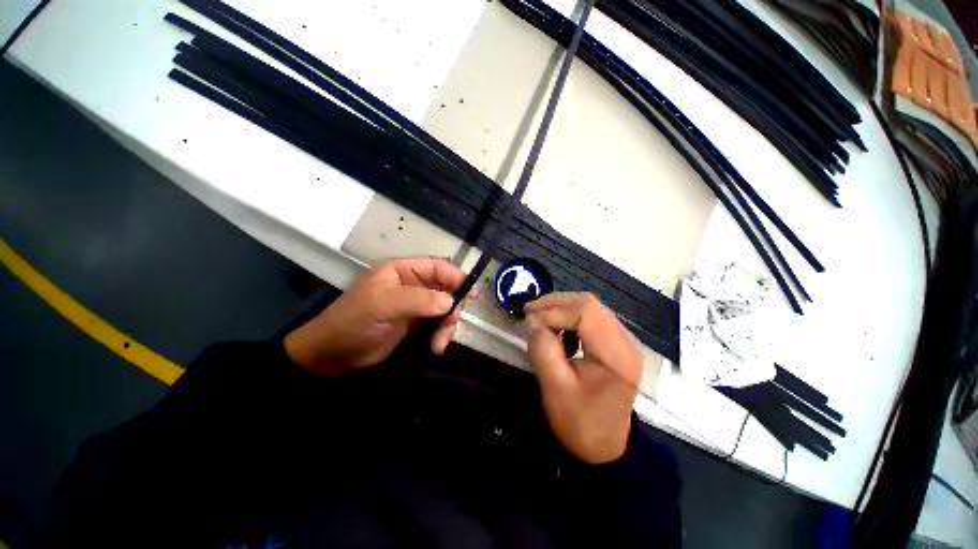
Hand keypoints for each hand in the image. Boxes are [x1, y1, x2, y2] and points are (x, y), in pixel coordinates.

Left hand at [285, 257, 472, 376]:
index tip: (472, 293)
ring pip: (444, 309)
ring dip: (446, 325)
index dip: (456, 277)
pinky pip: (437, 325)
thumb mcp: (384, 305)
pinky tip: (435, 347)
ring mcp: (414, 305)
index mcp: (402, 271)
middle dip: (451, 307)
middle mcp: (411, 285)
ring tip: (439, 343)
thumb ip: (418, 300)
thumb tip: (451, 301)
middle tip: (451, 323)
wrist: (332, 356)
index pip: (436, 267)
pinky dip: (440, 335)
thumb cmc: (354, 322)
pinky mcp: (415, 324)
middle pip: (445, 289)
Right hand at [525, 293, 641, 463]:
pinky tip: (560, 334)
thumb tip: (533, 319)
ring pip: (591, 307)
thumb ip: (542, 348)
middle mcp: (626, 342)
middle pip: (589, 304)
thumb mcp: (554, 388)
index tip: (529, 321)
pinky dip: (571, 318)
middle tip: (530, 311)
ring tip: (541, 320)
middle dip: (556, 303)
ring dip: (562, 309)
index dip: (553, 311)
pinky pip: (592, 318)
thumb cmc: (580, 423)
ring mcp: (624, 342)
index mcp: (615, 355)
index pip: (585, 312)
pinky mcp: (617, 344)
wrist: (605, 447)